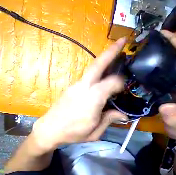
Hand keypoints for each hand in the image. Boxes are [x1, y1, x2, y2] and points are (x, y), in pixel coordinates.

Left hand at [30, 38, 128, 153]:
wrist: (49, 130)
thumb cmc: (73, 133)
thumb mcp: (95, 132)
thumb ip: (110, 119)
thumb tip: (124, 114)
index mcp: (92, 99)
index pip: (111, 83)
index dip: (121, 82)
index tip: (126, 87)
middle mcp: (84, 87)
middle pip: (98, 64)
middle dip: (111, 51)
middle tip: (122, 41)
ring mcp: (77, 84)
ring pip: (93, 67)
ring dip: (105, 59)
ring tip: (116, 54)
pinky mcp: (73, 85)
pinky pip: (89, 75)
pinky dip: (99, 70)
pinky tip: (104, 74)